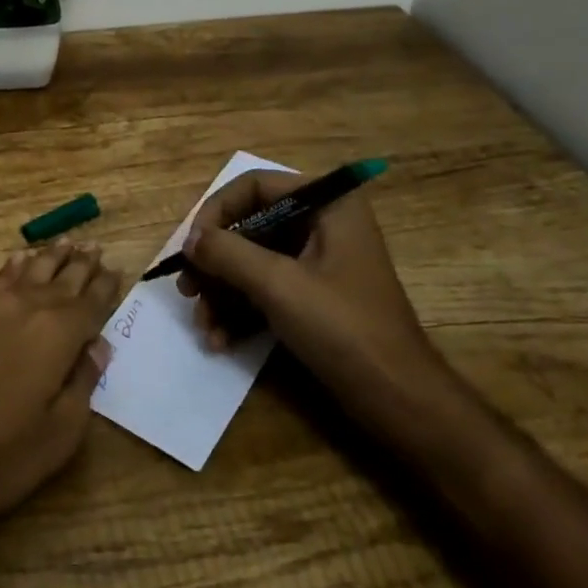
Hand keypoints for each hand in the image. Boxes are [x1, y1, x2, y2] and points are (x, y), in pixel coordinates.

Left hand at [0, 240, 120, 559]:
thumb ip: (83, 384)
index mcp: (58, 334)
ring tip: (68, 243)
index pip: (91, 302)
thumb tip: (98, 346)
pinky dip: (16, 264)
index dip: (106, 287)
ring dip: (52, 257)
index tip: (118, 270)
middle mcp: (27, 308)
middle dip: (82, 264)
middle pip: (62, 278)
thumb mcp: (57, 437)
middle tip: (96, 248)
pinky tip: (22, 258)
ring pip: (30, 270)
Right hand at [179, 173, 438, 408]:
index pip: (255, 186)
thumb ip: (227, 253)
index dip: (216, 211)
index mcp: (328, 204)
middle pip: (250, 225)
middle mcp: (324, 223)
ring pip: (254, 260)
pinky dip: (242, 309)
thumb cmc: (343, 329)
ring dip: (223, 291)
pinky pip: (267, 288)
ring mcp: (320, 261)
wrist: (400, 402)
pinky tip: (220, 339)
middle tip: (187, 289)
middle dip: (216, 261)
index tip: (191, 247)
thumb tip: (189, 240)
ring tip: (203, 324)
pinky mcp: (315, 295)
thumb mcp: (278, 285)